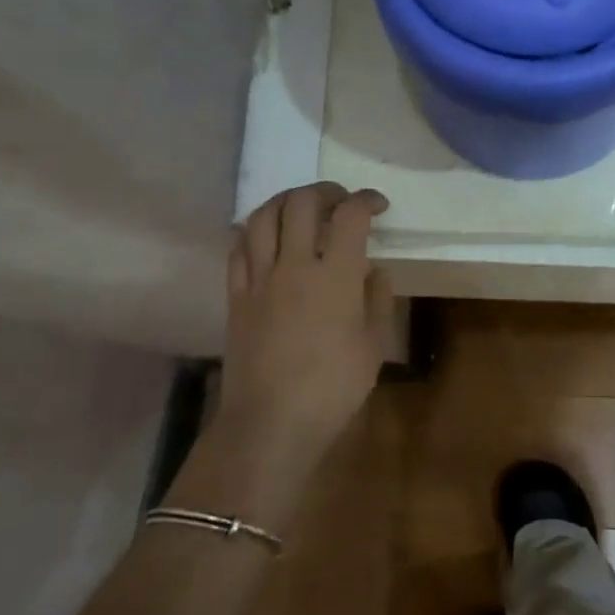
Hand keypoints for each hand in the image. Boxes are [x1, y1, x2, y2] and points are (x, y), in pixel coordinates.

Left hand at [174, 182, 392, 528]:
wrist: (271, 423)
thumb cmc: (333, 387)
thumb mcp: (374, 344)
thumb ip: (377, 298)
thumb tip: (371, 270)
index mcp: (336, 276)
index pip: (350, 215)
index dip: (366, 200)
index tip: (377, 205)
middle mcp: (295, 264)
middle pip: (302, 202)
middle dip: (326, 191)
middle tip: (341, 201)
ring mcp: (260, 278)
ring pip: (264, 216)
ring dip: (286, 201)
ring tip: (302, 207)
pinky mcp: (236, 295)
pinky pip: (238, 246)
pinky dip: (254, 229)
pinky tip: (266, 234)